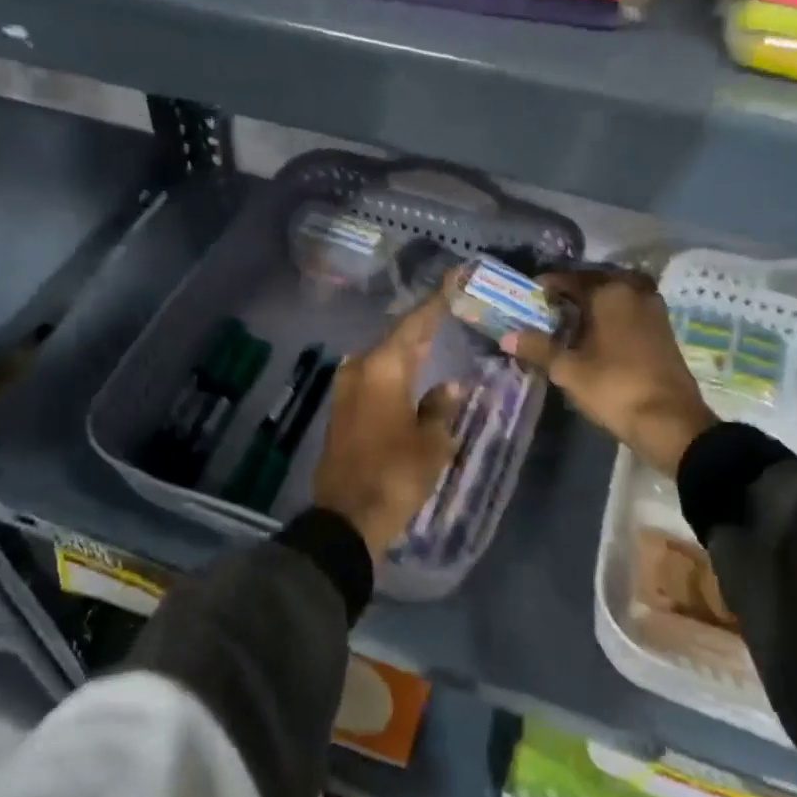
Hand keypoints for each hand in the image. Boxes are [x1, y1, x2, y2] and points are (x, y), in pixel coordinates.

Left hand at [312, 295, 461, 560]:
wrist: (346, 516)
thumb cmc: (395, 474)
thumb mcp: (430, 442)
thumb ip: (440, 407)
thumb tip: (449, 386)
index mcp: (383, 368)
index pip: (414, 323)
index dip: (436, 302)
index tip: (454, 280)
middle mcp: (359, 370)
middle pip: (396, 339)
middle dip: (423, 326)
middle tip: (451, 310)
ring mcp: (346, 390)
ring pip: (382, 358)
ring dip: (407, 350)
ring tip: (435, 340)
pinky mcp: (342, 410)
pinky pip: (373, 378)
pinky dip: (394, 371)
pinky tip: (410, 375)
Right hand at [502, 268, 717, 476]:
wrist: (669, 421)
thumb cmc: (614, 387)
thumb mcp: (568, 369)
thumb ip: (538, 348)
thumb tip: (507, 336)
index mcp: (610, 292)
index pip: (571, 278)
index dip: (548, 286)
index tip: (530, 295)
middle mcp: (635, 291)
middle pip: (596, 282)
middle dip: (572, 292)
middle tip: (549, 308)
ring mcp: (654, 310)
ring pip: (616, 296)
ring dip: (594, 304)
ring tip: (571, 322)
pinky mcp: (663, 330)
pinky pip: (630, 311)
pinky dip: (611, 316)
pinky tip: (597, 335)